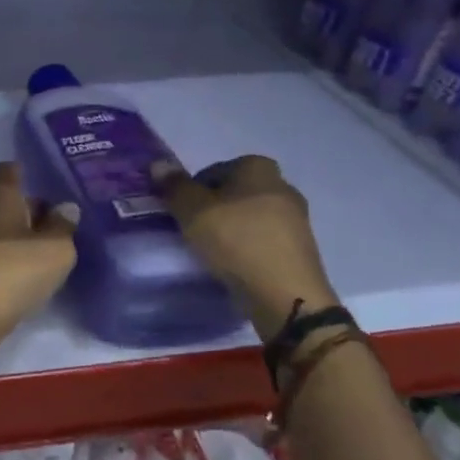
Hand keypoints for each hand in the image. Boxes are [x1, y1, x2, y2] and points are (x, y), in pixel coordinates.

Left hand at [0, 162, 78, 347]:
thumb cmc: (13, 270)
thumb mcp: (55, 249)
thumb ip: (63, 226)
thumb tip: (65, 207)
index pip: (5, 170)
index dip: (21, 172)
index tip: (41, 183)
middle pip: (0, 200)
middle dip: (25, 210)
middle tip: (55, 227)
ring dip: (14, 237)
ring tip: (43, 254)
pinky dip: (3, 258)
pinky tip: (21, 277)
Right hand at [151, 155, 336, 340]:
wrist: (286, 295)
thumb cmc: (236, 241)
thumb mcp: (193, 210)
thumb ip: (174, 186)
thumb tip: (158, 164)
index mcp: (259, 168)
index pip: (215, 169)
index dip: (194, 189)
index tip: (183, 212)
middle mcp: (283, 186)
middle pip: (235, 193)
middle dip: (214, 208)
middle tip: (194, 230)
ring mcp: (297, 219)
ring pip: (251, 217)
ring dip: (232, 229)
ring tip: (212, 251)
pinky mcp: (301, 250)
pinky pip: (264, 241)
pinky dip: (248, 248)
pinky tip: (234, 265)